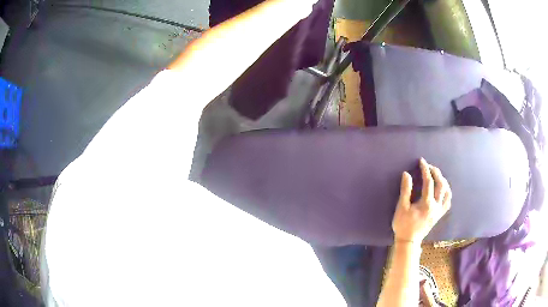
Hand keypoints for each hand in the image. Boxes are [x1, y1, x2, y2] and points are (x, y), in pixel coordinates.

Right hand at [392, 158, 451, 243]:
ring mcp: (439, 211)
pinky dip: (447, 192)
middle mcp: (436, 206)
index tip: (421, 161)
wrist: (409, 241)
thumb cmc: (403, 224)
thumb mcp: (401, 207)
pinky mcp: (439, 215)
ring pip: (447, 192)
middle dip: (436, 172)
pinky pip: (448, 201)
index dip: (425, 170)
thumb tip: (406, 174)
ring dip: (443, 181)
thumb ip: (405, 190)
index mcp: (426, 204)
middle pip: (441, 184)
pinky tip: (443, 189)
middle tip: (429, 166)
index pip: (428, 182)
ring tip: (437, 175)